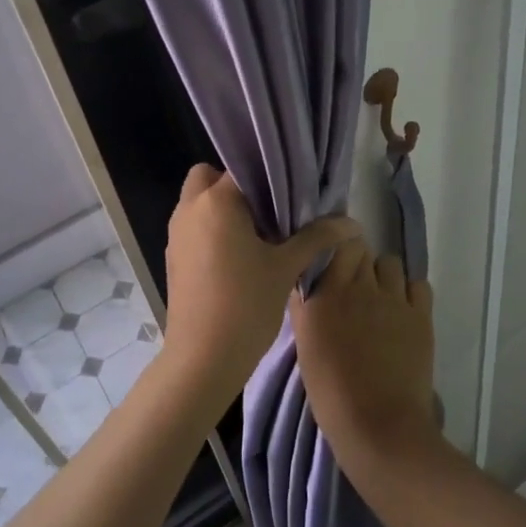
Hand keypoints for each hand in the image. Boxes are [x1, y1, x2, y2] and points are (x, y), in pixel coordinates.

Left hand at [163, 165, 358, 400]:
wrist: (203, 358)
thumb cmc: (246, 304)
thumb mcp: (286, 267)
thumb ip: (317, 237)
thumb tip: (352, 223)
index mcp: (216, 201)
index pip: (243, 168)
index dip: (268, 176)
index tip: (290, 191)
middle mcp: (189, 209)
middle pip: (209, 177)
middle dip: (236, 187)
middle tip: (268, 210)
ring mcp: (176, 234)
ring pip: (199, 203)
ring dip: (223, 209)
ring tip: (259, 234)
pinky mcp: (173, 258)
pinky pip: (194, 228)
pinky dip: (212, 230)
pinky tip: (240, 258)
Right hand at [289, 238, 439, 474]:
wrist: (378, 425)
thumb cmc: (331, 393)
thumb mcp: (305, 348)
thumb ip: (305, 309)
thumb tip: (306, 284)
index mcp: (325, 294)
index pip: (335, 247)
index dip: (337, 256)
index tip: (335, 270)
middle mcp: (359, 287)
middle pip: (362, 252)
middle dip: (359, 265)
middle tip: (356, 290)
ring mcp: (393, 299)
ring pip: (391, 263)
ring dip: (384, 276)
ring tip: (381, 301)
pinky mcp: (420, 314)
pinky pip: (418, 284)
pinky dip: (411, 292)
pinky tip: (404, 312)